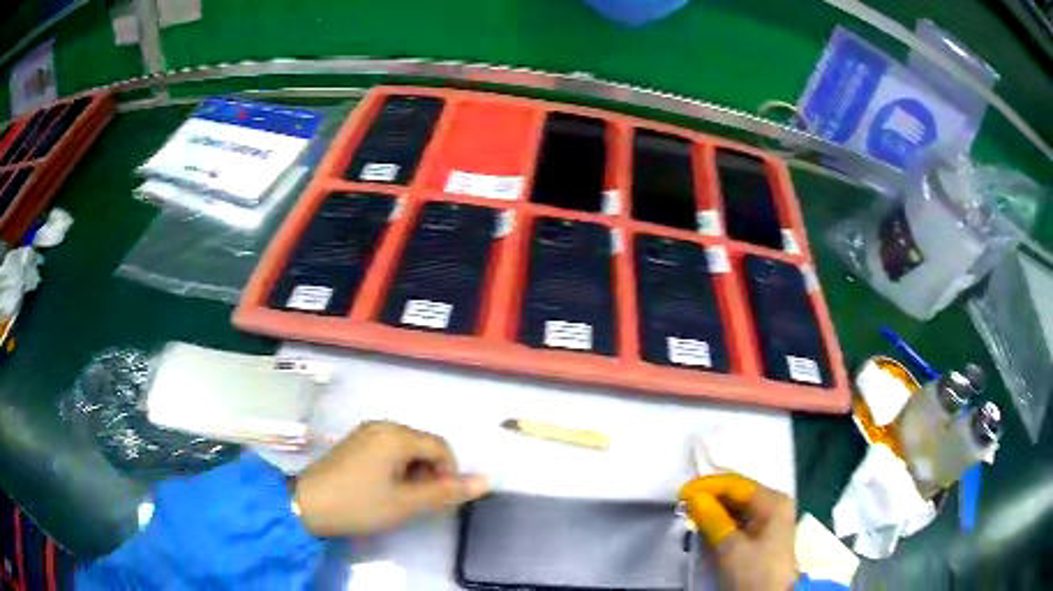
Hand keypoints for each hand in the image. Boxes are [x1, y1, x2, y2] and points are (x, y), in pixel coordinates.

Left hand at [294, 421, 488, 536]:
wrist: (308, 505)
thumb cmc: (360, 504)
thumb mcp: (407, 503)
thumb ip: (447, 492)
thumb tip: (487, 480)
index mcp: (396, 435)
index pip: (441, 447)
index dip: (448, 473)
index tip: (436, 499)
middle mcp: (383, 425)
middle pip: (424, 445)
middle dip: (430, 472)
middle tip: (418, 501)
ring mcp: (366, 431)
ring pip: (406, 448)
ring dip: (414, 471)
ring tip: (400, 497)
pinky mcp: (355, 441)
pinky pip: (388, 448)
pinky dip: (396, 467)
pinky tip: (383, 487)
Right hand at [679, 474, 795, 589]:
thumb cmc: (755, 571)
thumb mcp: (731, 547)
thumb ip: (713, 519)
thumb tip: (692, 497)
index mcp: (774, 501)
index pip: (736, 484)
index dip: (708, 486)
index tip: (681, 493)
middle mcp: (774, 504)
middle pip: (738, 493)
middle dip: (711, 496)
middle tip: (683, 502)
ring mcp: (770, 519)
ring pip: (737, 506)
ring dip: (714, 508)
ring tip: (690, 512)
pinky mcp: (762, 534)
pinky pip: (739, 519)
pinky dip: (721, 520)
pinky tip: (705, 523)